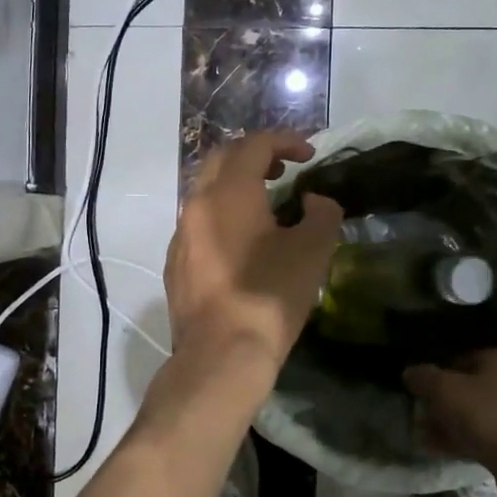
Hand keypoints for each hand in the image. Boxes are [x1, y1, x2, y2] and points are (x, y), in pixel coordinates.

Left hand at [164, 132, 342, 367]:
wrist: (221, 355)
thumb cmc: (270, 296)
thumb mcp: (313, 251)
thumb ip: (321, 213)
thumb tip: (313, 202)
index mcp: (229, 192)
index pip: (254, 145)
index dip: (284, 141)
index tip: (309, 154)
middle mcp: (196, 205)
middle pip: (222, 161)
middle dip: (254, 156)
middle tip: (283, 170)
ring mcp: (180, 236)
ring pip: (205, 193)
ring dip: (235, 187)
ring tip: (266, 206)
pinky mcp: (175, 264)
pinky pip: (198, 224)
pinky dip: (221, 216)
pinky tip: (241, 244)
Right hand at [404, 349, 496, 473]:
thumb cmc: (489, 416)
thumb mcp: (445, 390)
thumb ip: (423, 378)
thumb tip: (410, 372)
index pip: (460, 358)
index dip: (436, 373)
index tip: (418, 390)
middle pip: (470, 387)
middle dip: (443, 402)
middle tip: (421, 415)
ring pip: (478, 414)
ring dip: (452, 424)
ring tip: (427, 437)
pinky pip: (489, 436)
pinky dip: (467, 440)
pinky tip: (444, 451)